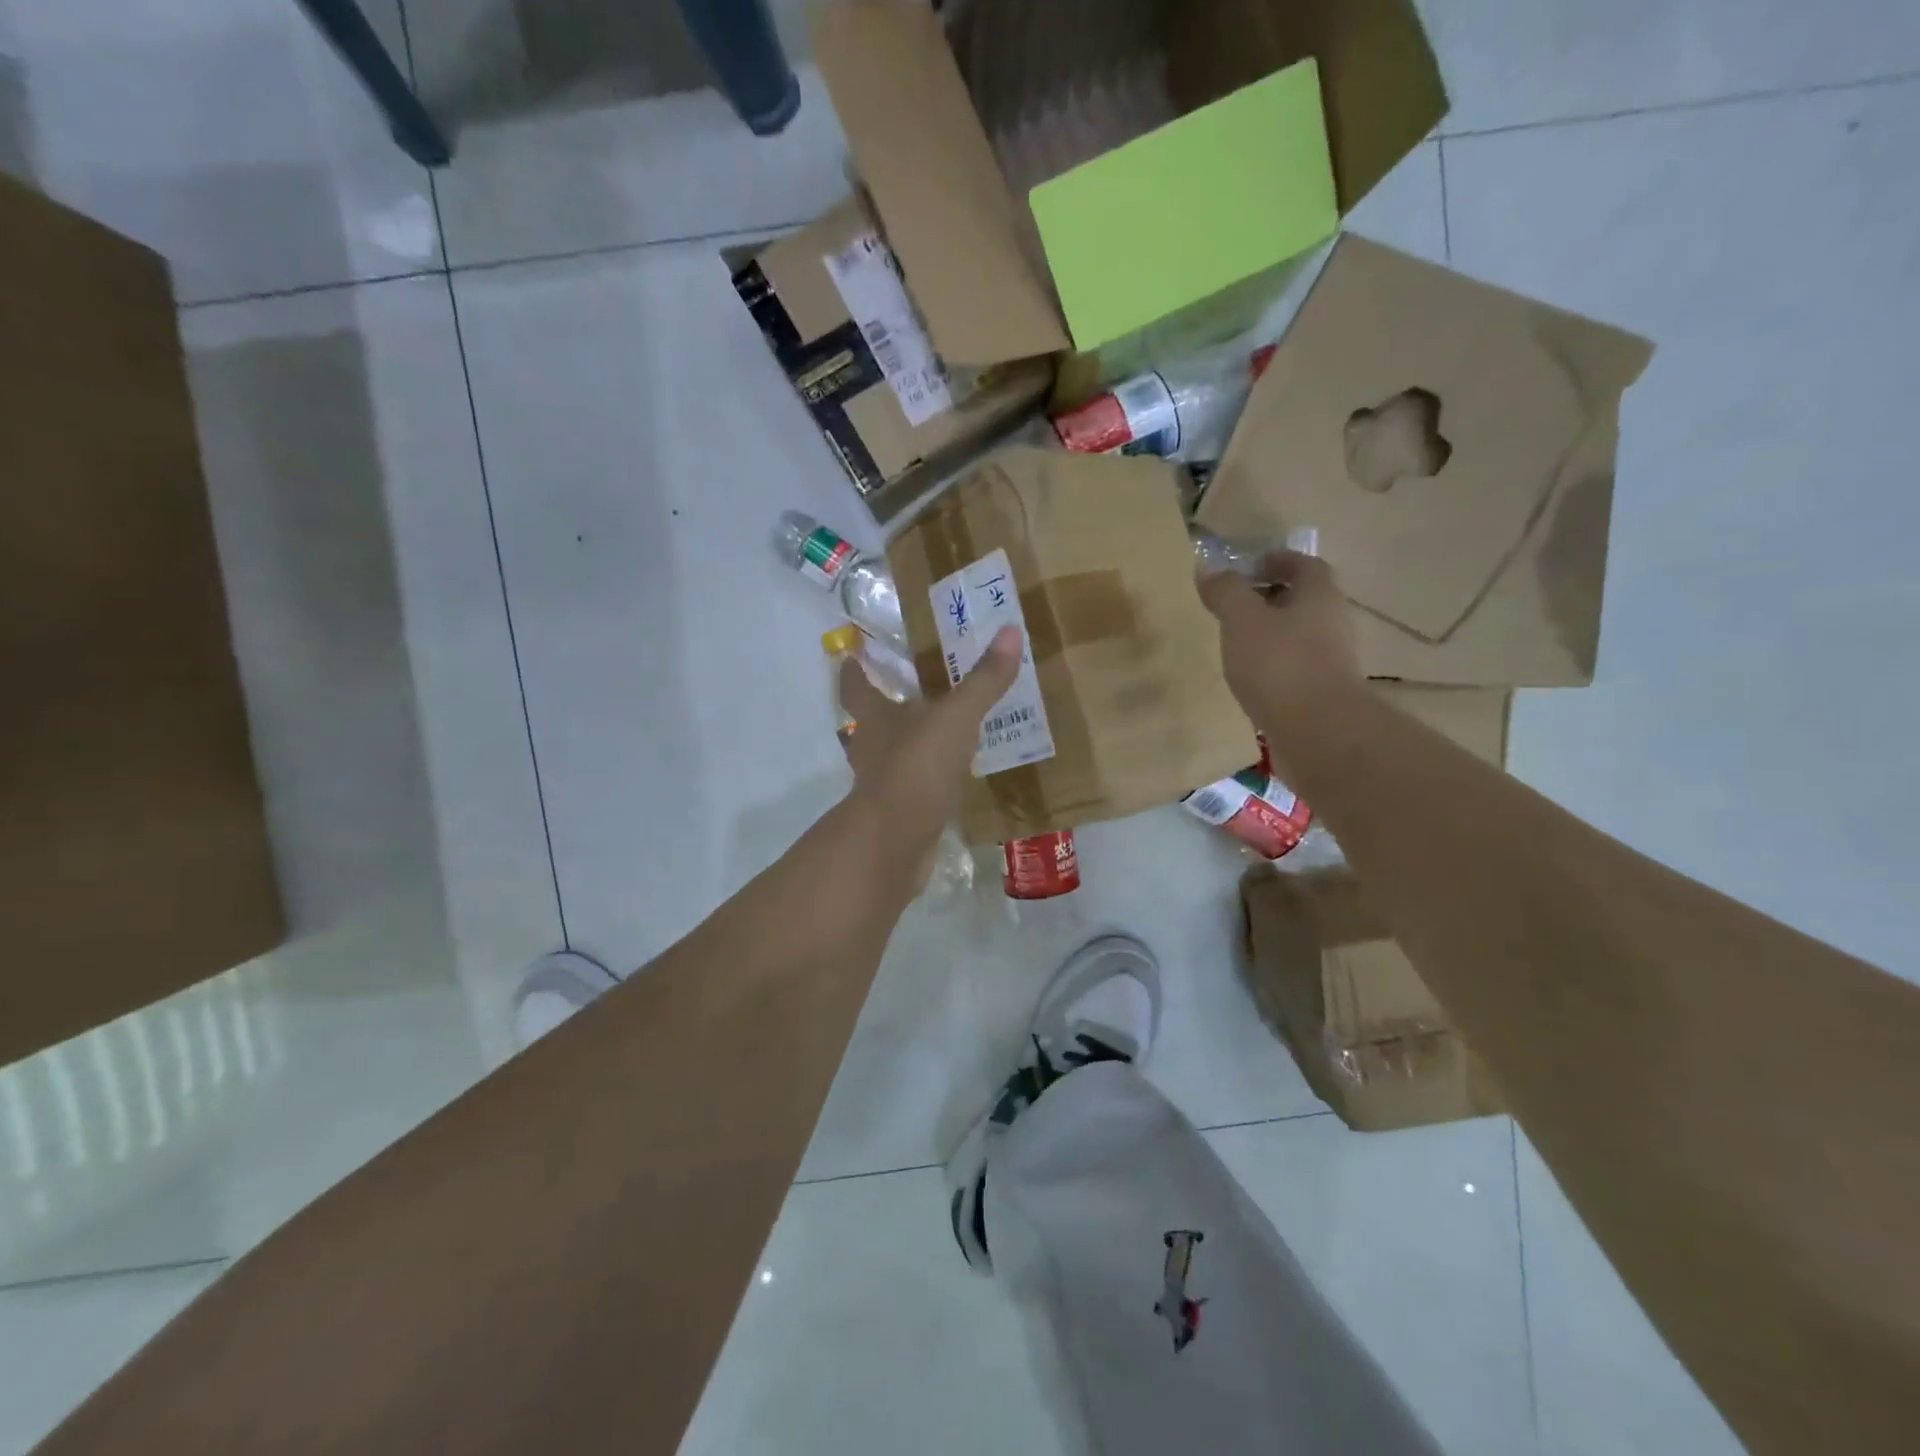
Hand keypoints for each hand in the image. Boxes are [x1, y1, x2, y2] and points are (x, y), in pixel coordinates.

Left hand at [838, 625, 1022, 854]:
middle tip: (907, 691)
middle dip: (884, 708)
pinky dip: (926, 779)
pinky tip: (949, 778)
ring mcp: (883, 785)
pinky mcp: (900, 814)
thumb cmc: (917, 768)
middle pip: (869, 723)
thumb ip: (983, 681)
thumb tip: (1010, 630)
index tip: (851, 657)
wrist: (896, 842)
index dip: (853, 671)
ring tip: (937, 733)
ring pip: (891, 756)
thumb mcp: (956, 718)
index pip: (856, 688)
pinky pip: (913, 788)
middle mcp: (872, 749)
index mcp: (876, 719)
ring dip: (907, 745)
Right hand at [1196, 551, 1363, 759]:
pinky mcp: (1322, 693)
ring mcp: (1332, 661)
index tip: (1247, 568)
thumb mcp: (1242, 619)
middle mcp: (1333, 622)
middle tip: (1233, 607)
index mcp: (1319, 595)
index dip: (1276, 561)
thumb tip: (1210, 571)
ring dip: (1271, 635)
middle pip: (1303, 600)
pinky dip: (1273, 667)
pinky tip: (1249, 680)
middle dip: (1270, 599)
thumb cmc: (1280, 664)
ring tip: (1235, 645)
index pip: (1303, 564)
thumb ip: (1226, 592)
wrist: (1318, 732)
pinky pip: (1295, 668)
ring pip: (1299, 636)